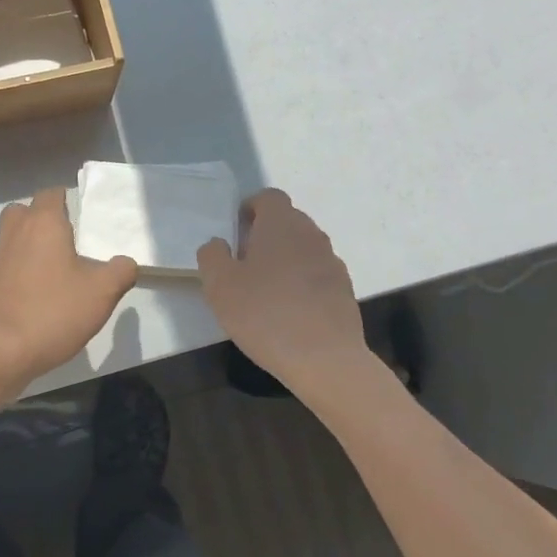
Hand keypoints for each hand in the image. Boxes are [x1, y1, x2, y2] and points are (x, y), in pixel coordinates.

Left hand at [0, 188, 137, 394]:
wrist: (1, 350)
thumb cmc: (54, 311)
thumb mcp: (102, 292)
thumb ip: (120, 271)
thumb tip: (125, 263)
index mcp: (43, 223)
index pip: (50, 194)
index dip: (66, 199)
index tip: (84, 216)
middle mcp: (16, 233)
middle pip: (25, 210)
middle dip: (44, 218)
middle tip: (68, 238)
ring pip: (14, 236)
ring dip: (32, 243)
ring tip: (59, 266)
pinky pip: (9, 263)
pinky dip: (23, 268)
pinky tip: (43, 291)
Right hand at [197, 189, 369, 390]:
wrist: (323, 358)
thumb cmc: (264, 313)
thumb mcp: (219, 285)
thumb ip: (212, 256)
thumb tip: (219, 244)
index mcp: (281, 224)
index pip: (268, 197)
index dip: (251, 208)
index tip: (236, 230)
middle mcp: (311, 234)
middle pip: (288, 220)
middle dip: (266, 233)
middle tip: (244, 261)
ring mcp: (332, 262)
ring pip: (303, 248)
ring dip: (285, 258)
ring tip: (265, 289)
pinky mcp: (344, 290)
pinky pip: (317, 274)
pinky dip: (302, 282)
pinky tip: (289, 310)